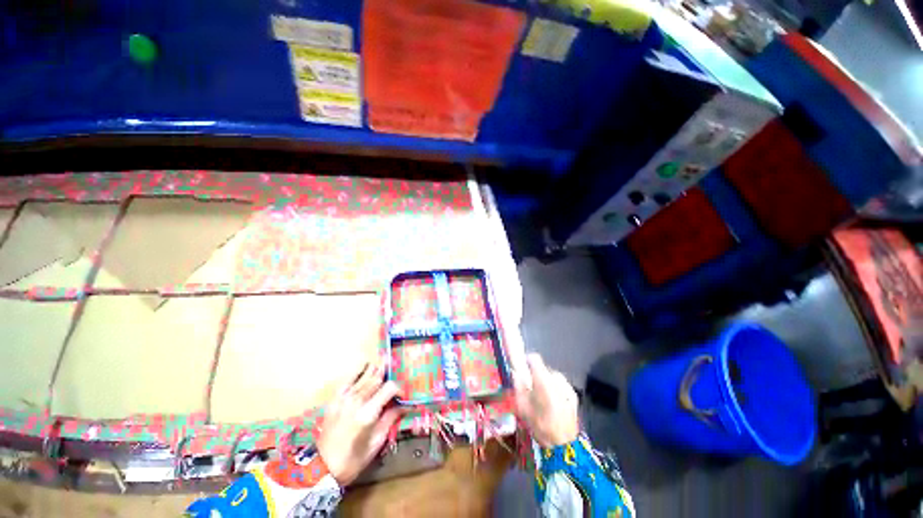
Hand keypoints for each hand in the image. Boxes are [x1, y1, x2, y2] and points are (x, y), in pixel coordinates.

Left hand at [317, 359, 401, 484]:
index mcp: (368, 413)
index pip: (389, 387)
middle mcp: (357, 401)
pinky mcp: (335, 399)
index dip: (399, 388)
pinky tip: (365, 368)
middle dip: (388, 376)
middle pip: (377, 378)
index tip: (401, 396)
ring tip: (383, 370)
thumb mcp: (377, 442)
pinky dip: (359, 372)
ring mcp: (344, 398)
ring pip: (365, 375)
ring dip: (376, 371)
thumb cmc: (353, 459)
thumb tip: (405, 405)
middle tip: (394, 379)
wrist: (321, 469)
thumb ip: (391, 419)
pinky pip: (349, 379)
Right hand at [514, 353, 579, 447]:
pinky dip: (555, 389)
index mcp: (543, 380)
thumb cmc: (540, 425)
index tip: (522, 368)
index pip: (535, 358)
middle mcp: (557, 379)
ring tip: (542, 397)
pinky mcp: (574, 395)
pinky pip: (561, 385)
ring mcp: (567, 386)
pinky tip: (553, 403)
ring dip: (546, 382)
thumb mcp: (522, 407)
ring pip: (552, 377)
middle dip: (536, 375)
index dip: (527, 360)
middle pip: (543, 368)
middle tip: (531, 388)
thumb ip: (518, 386)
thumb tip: (515, 372)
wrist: (564, 446)